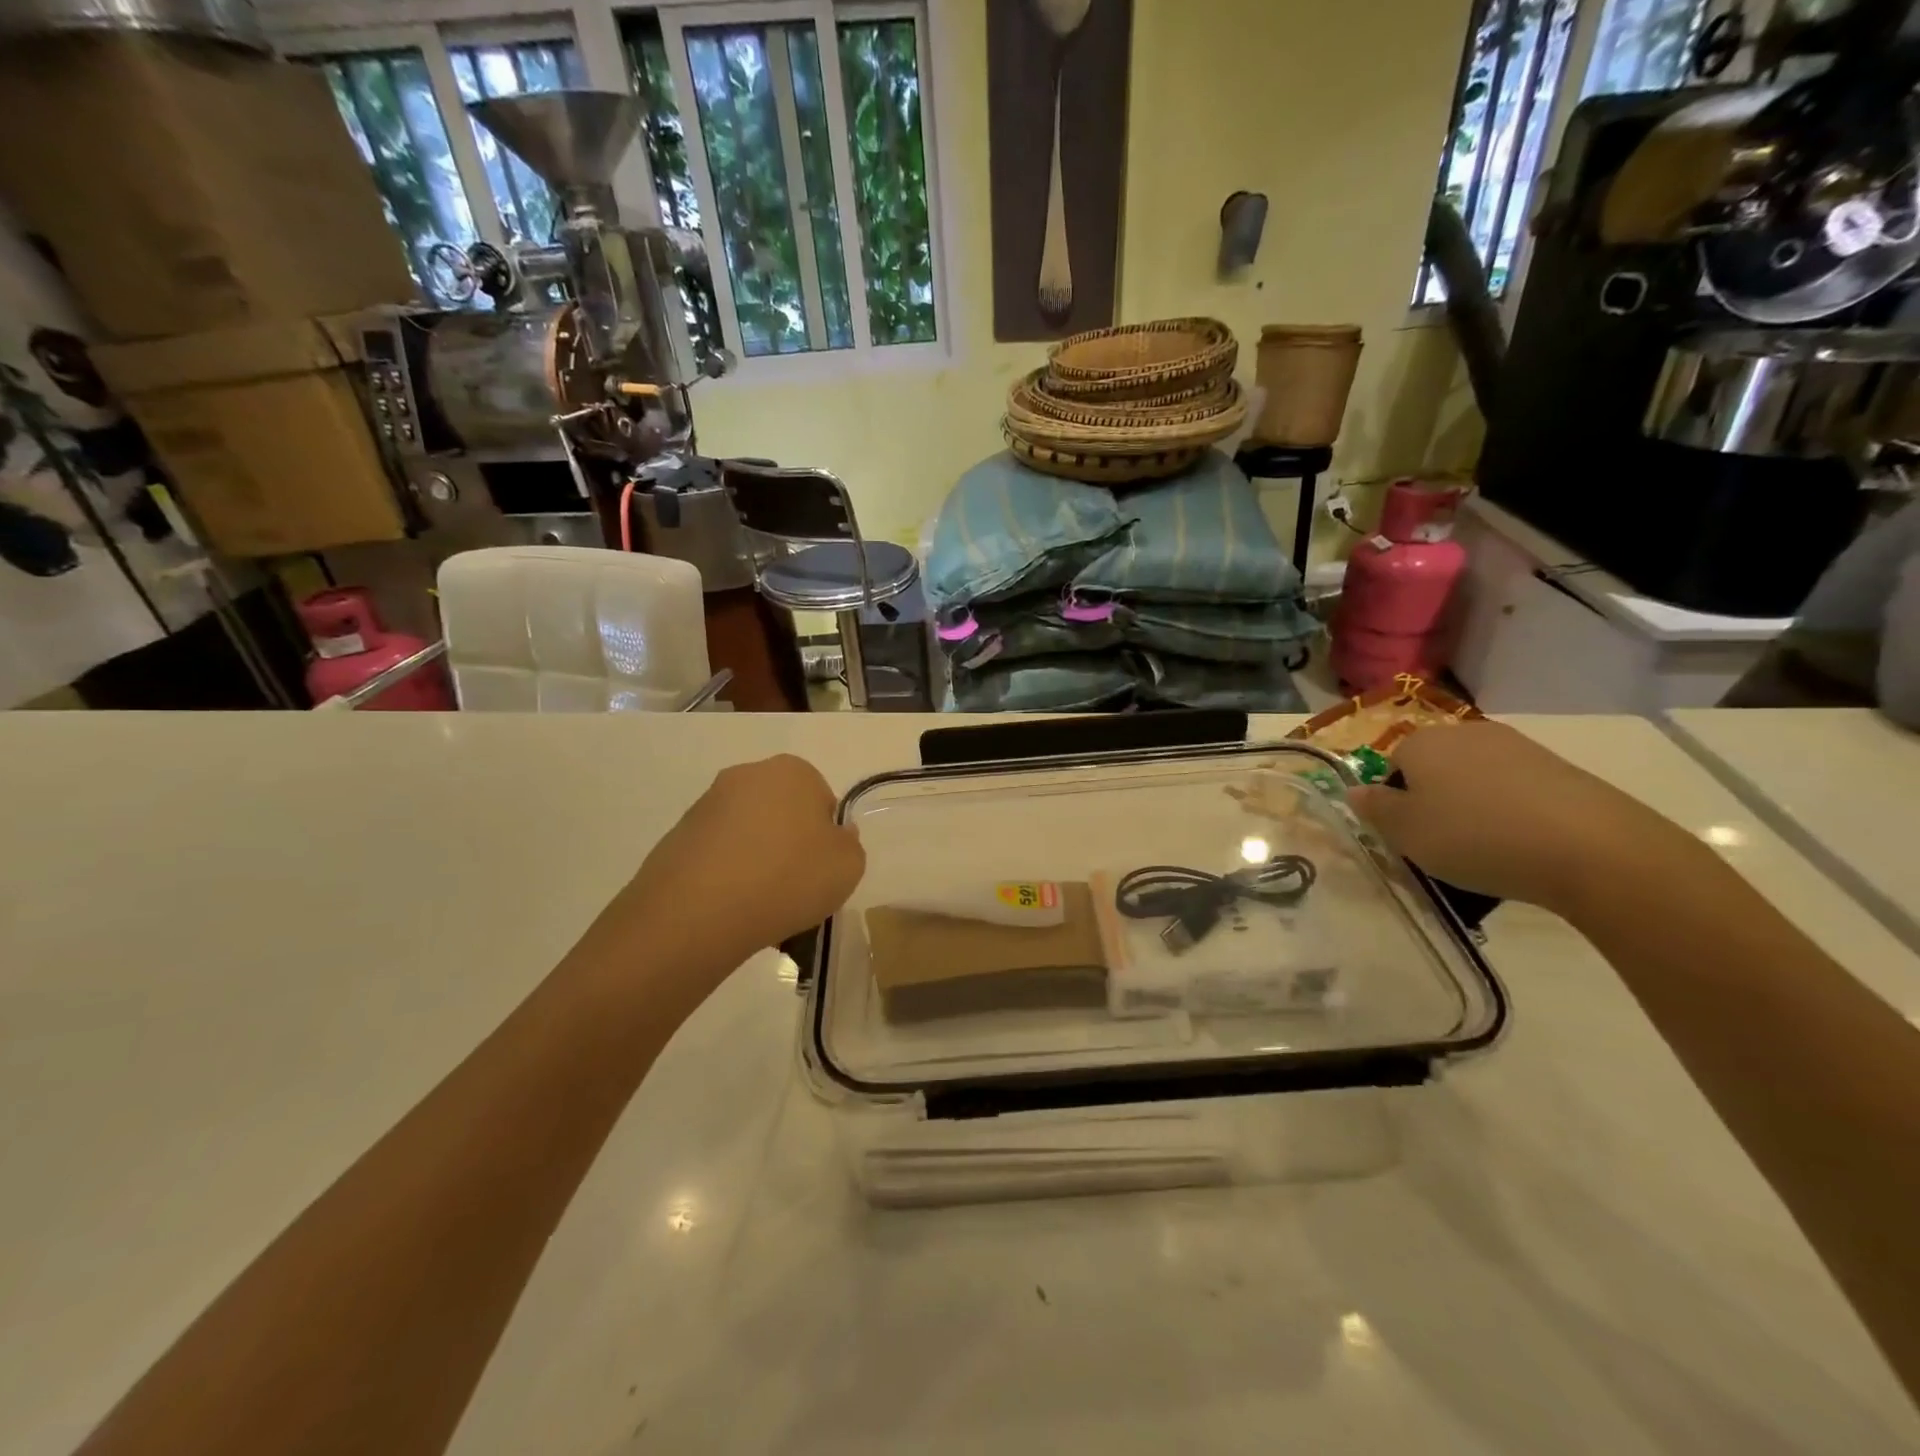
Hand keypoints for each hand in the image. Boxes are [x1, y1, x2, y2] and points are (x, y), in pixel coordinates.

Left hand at [603, 754, 865, 972]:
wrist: (698, 912)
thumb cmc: (788, 878)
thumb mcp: (849, 866)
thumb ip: (849, 844)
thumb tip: (832, 836)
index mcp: (792, 771)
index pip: (822, 801)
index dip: (826, 839)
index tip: (821, 870)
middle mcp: (746, 776)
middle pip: (782, 814)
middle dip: (789, 847)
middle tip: (795, 889)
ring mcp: (706, 805)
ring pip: (748, 837)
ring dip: (757, 864)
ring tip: (761, 909)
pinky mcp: (677, 837)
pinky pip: (717, 857)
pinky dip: (727, 878)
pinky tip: (731, 911)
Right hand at [1345, 722, 1690, 914]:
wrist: (1591, 848)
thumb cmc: (1474, 836)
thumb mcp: (1405, 832)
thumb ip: (1374, 809)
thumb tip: (1354, 790)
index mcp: (1421, 742)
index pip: (1392, 766)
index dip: (1396, 801)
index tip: (1409, 835)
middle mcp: (1466, 733)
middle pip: (1436, 768)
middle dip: (1435, 800)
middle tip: (1443, 844)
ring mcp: (1519, 747)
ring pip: (1477, 780)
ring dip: (1475, 808)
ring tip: (1488, 851)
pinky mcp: (1561, 769)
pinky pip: (1518, 791)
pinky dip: (1513, 814)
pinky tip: (1524, 846)